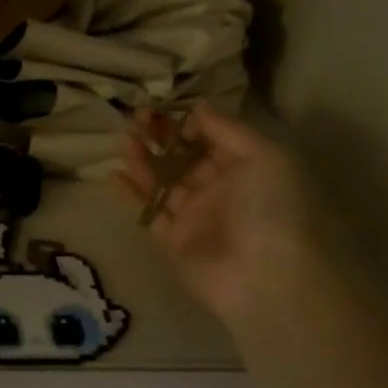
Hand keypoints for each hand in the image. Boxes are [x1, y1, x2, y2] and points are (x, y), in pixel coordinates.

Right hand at [120, 105, 333, 333]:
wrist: (267, 278)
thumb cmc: (273, 209)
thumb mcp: (264, 157)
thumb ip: (227, 130)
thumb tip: (197, 109)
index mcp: (245, 169)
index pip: (210, 139)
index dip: (187, 123)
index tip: (165, 109)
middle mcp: (219, 190)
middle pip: (182, 157)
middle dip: (159, 137)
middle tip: (136, 118)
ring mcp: (194, 217)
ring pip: (162, 181)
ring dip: (142, 159)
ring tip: (124, 139)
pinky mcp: (171, 241)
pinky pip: (148, 212)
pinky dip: (131, 194)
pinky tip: (114, 175)